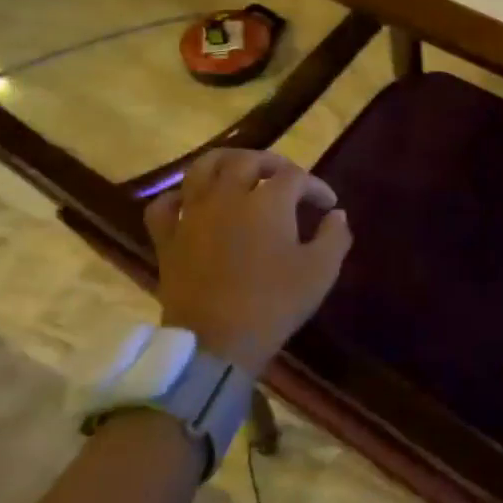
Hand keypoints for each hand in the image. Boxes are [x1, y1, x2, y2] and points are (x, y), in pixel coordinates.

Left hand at [145, 149, 352, 369]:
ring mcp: (193, 215)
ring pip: (202, 168)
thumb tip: (336, 215)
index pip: (296, 177)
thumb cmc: (274, 303)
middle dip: (272, 163)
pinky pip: (165, 205)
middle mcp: (228, 196)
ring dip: (225, 162)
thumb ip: (335, 236)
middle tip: (287, 178)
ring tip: (239, 171)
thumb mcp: (320, 271)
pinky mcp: (168, 239)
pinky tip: (191, 203)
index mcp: (268, 201)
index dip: (316, 186)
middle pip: (247, 161)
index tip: (328, 205)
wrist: (217, 342)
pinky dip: (179, 197)